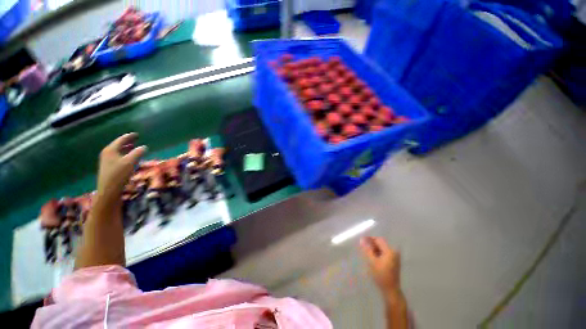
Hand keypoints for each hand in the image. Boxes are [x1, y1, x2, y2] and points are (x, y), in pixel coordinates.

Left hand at [96, 133, 146, 202]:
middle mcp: (107, 153)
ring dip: (126, 149)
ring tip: (133, 147)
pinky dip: (124, 155)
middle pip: (118, 145)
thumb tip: (144, 147)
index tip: (137, 134)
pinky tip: (129, 158)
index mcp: (110, 150)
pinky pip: (118, 157)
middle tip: (136, 139)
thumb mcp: (130, 162)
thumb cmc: (119, 174)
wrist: (109, 190)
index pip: (121, 140)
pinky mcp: (109, 167)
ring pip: (118, 151)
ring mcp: (107, 161)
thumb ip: (138, 152)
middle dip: (127, 142)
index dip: (130, 136)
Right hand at [360, 237, 401, 298]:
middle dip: (371, 244)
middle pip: (380, 243)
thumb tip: (362, 239)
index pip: (378, 240)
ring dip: (374, 249)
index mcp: (389, 251)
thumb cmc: (381, 275)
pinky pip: (384, 253)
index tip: (362, 241)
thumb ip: (367, 250)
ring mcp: (395, 256)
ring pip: (382, 248)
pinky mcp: (394, 261)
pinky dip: (378, 253)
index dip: (370, 239)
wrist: (391, 289)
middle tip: (363, 248)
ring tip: (367, 253)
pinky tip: (373, 257)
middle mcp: (394, 252)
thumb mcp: (372, 262)